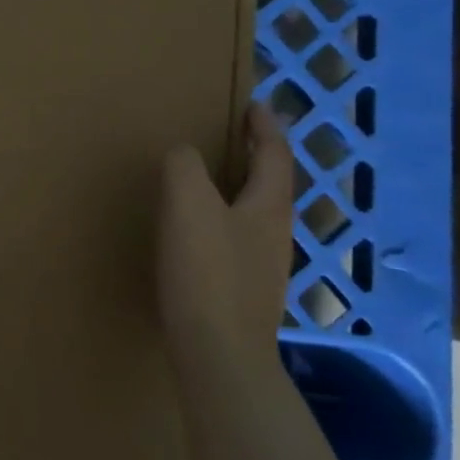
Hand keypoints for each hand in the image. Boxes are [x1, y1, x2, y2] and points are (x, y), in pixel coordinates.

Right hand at [158, 102, 293, 374]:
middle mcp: (275, 234)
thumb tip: (184, 154)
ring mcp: (263, 268)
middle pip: (270, 184)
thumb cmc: (207, 273)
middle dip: (255, 157)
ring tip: (207, 181)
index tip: (255, 104)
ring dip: (237, 190)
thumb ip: (184, 167)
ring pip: (254, 214)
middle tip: (229, 136)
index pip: (276, 154)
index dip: (266, 126)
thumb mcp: (189, 205)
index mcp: (269, 207)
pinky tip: (196, 234)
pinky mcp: (243, 293)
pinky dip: (222, 222)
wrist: (219, 355)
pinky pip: (236, 241)